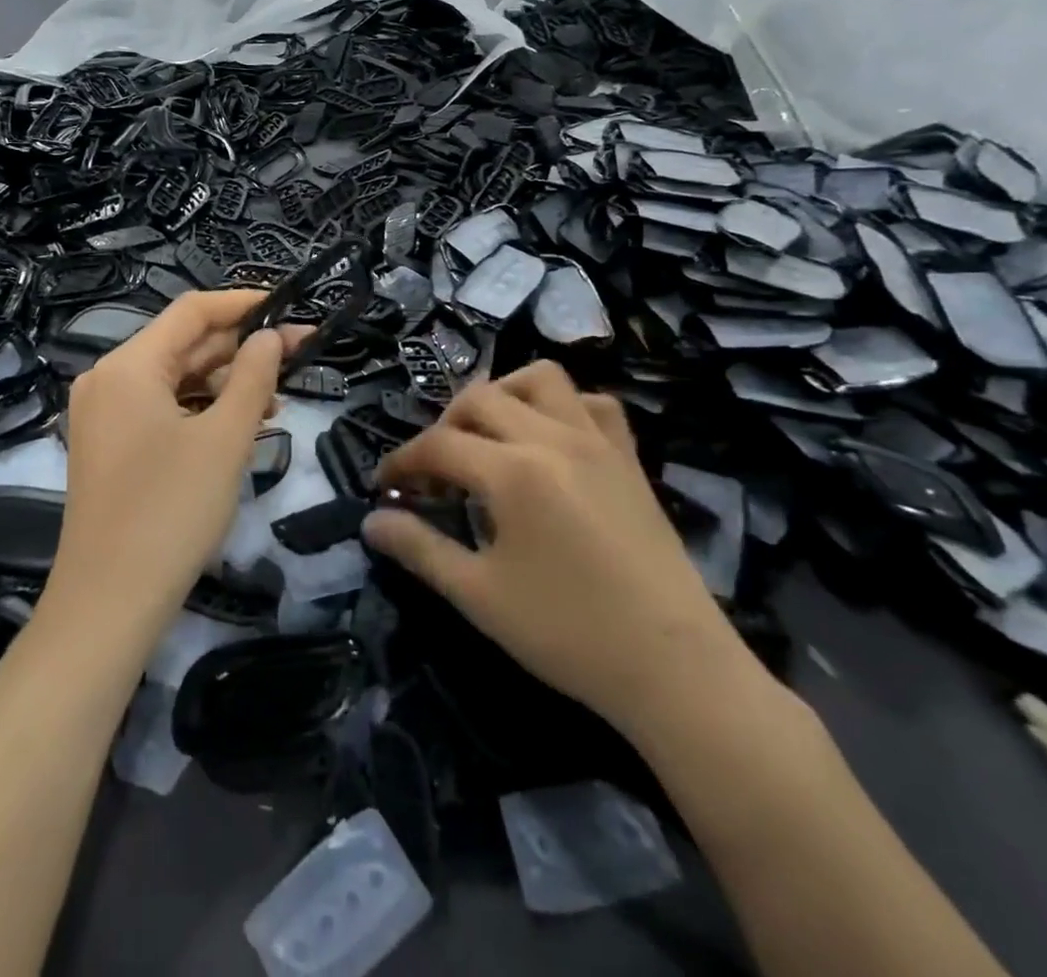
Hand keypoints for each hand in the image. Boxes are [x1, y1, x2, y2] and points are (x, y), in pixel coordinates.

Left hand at [46, 290, 293, 636]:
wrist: (109, 604)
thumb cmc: (171, 511)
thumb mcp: (225, 438)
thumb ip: (252, 376)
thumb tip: (270, 336)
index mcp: (128, 366)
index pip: (192, 312)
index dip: (242, 303)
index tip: (289, 308)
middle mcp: (108, 380)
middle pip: (183, 345)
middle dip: (240, 350)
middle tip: (298, 357)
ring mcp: (104, 415)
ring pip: (175, 380)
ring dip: (225, 384)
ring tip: (276, 401)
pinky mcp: (110, 445)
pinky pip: (162, 410)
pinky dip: (201, 411)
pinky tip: (240, 426)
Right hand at [365, 361, 753, 737]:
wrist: (675, 667)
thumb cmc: (568, 634)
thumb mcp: (479, 596)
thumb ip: (420, 549)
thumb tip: (371, 522)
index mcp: (513, 471)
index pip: (438, 445)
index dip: (402, 463)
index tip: (384, 488)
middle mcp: (552, 438)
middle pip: (479, 399)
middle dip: (443, 428)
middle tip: (435, 474)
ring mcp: (597, 441)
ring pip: (539, 379)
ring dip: (502, 396)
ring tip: (488, 438)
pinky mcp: (628, 457)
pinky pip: (593, 403)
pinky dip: (562, 406)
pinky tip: (550, 441)